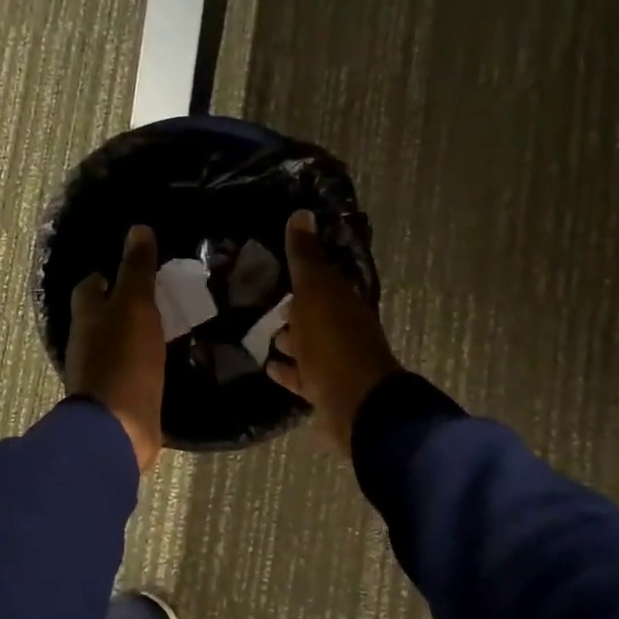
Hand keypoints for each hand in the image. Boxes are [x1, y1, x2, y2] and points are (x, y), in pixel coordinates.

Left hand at [64, 224, 164, 473]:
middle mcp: (87, 342)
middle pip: (101, 315)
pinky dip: (144, 360)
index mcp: (86, 316)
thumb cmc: (123, 359)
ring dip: (134, 333)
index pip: (90, 286)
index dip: (107, 274)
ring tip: (167, 322)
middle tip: (156, 293)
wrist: (120, 426)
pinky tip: (166, 357)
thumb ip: (136, 270)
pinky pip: (132, 370)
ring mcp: (101, 372)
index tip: (132, 266)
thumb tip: (138, 229)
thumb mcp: (134, 306)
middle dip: (122, 303)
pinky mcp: (119, 396)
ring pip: (117, 343)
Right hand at [266, 210, 401, 456]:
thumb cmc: (333, 341)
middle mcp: (344, 329)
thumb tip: (302, 213)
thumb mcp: (315, 291)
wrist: (355, 404)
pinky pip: (302, 375)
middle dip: (296, 306)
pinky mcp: (325, 390)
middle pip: (318, 313)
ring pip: (310, 345)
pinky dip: (287, 369)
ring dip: (291, 338)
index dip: (306, 271)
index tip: (281, 264)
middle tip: (267, 299)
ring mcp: (336, 362)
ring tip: (264, 332)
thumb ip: (306, 257)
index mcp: (345, 302)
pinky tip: (268, 366)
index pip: (325, 279)